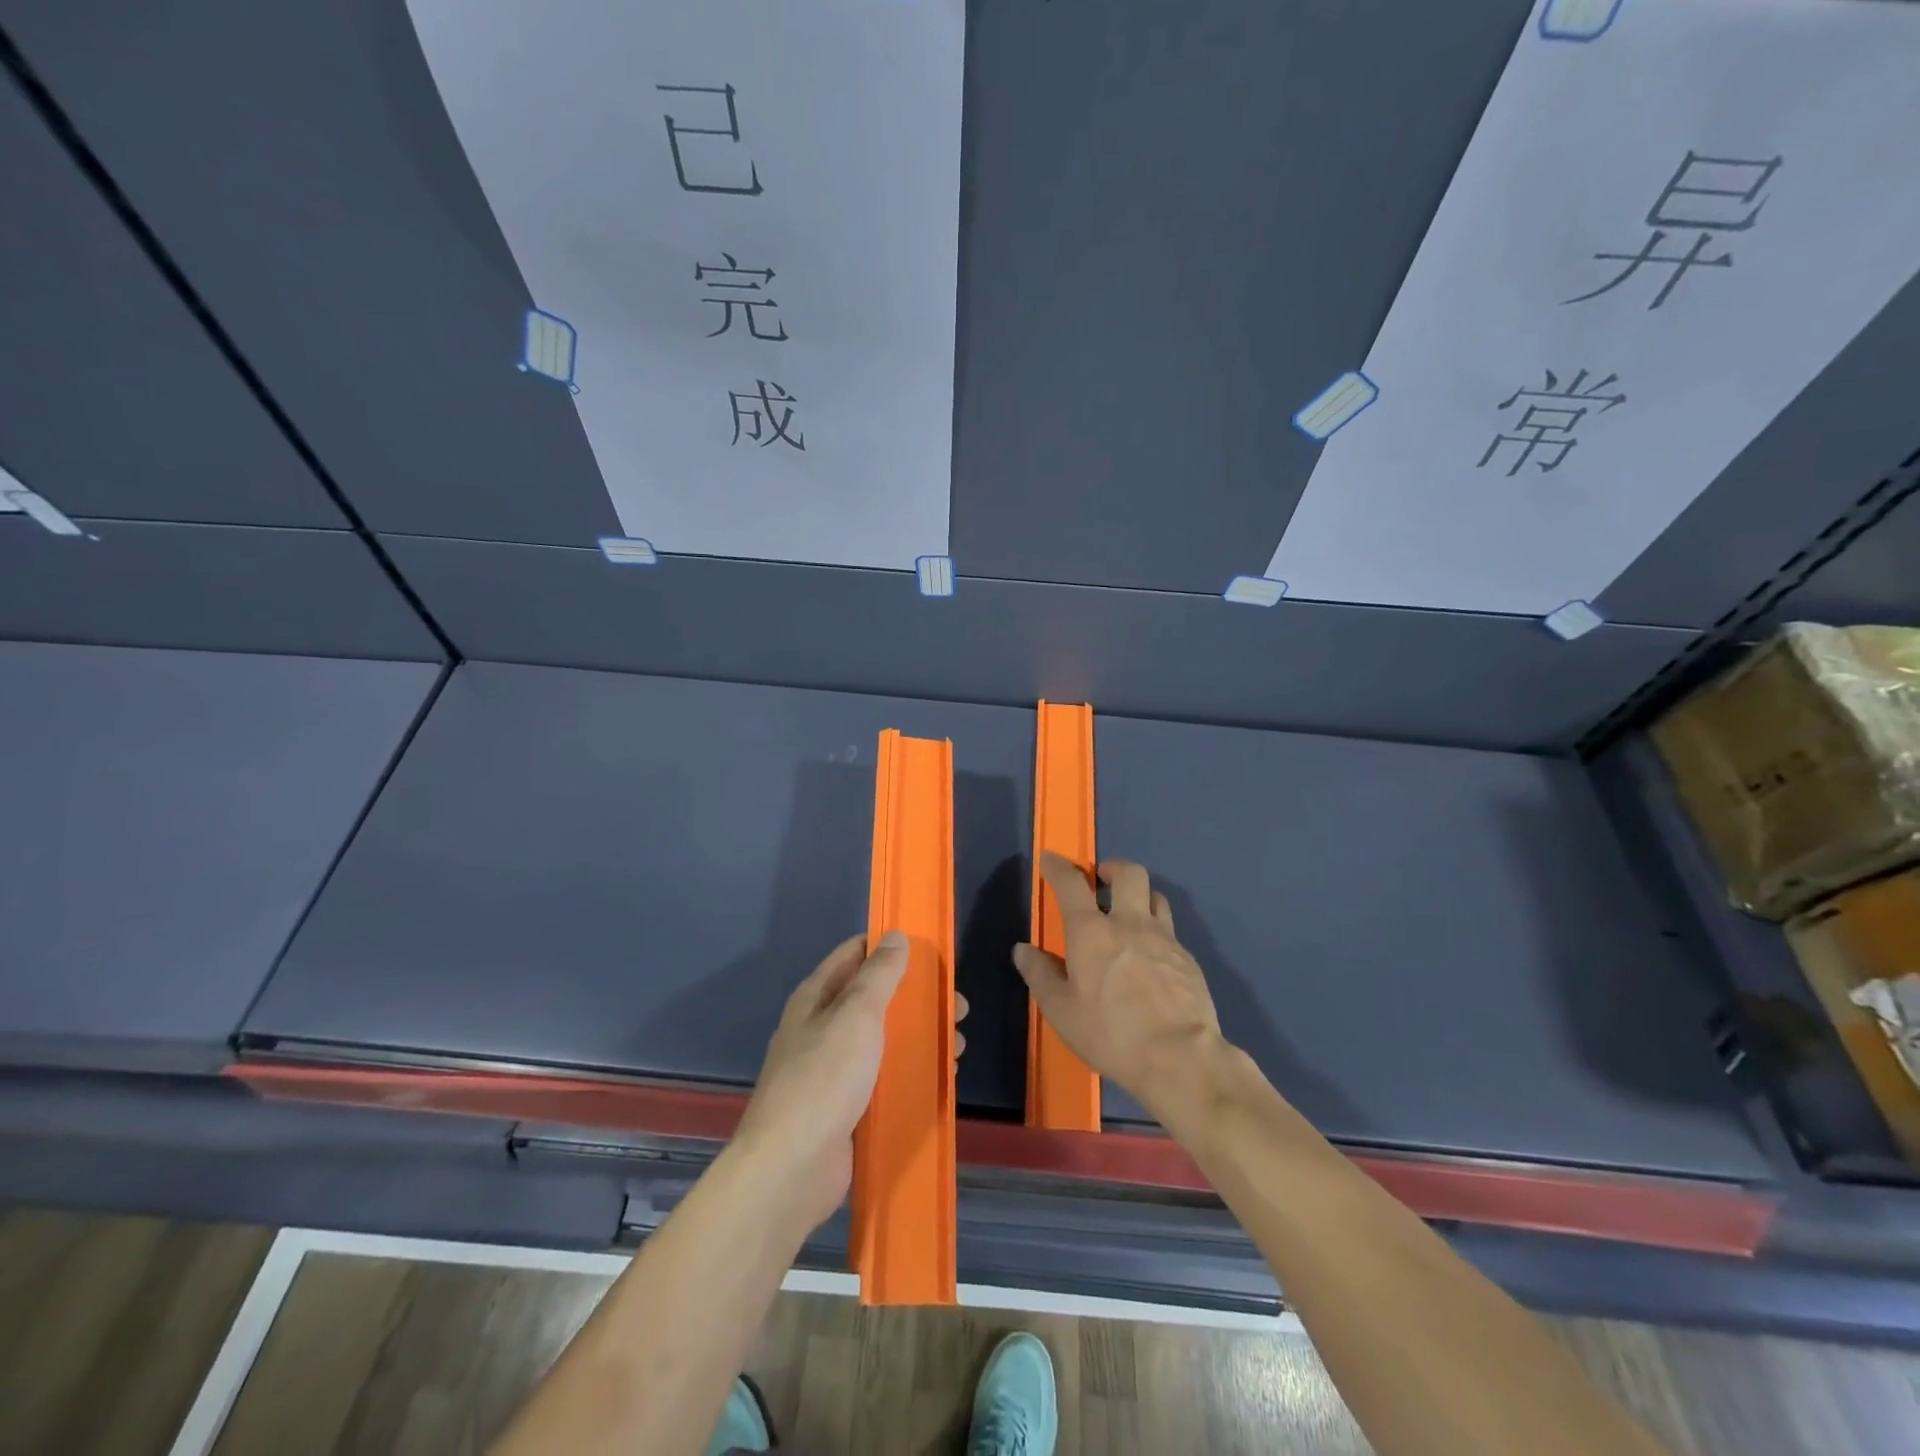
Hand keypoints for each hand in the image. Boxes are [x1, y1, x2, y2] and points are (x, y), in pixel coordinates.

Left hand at [733, 932, 968, 1233]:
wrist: (792, 1169)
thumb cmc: (824, 1079)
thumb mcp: (856, 1015)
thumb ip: (879, 975)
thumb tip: (896, 936)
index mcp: (817, 998)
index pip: (854, 954)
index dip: (889, 947)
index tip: (930, 951)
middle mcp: (823, 1028)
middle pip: (876, 999)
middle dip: (917, 998)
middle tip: (958, 1006)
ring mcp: (835, 1070)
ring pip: (885, 1040)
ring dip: (921, 1037)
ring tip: (958, 1045)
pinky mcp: (849, 1107)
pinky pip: (886, 1079)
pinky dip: (913, 1073)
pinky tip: (942, 1078)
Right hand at [1014, 854, 1226, 1117]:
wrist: (1180, 1058)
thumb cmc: (1111, 1033)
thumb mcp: (1062, 1011)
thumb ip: (1041, 975)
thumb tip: (1023, 949)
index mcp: (1092, 932)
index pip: (1071, 884)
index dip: (1058, 867)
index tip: (1050, 859)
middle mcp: (1130, 923)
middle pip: (1128, 873)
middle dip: (1112, 867)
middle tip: (1101, 878)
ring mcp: (1164, 939)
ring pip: (1156, 896)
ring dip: (1140, 895)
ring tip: (1130, 912)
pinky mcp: (1188, 959)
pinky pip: (1170, 931)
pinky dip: (1157, 932)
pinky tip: (1152, 957)